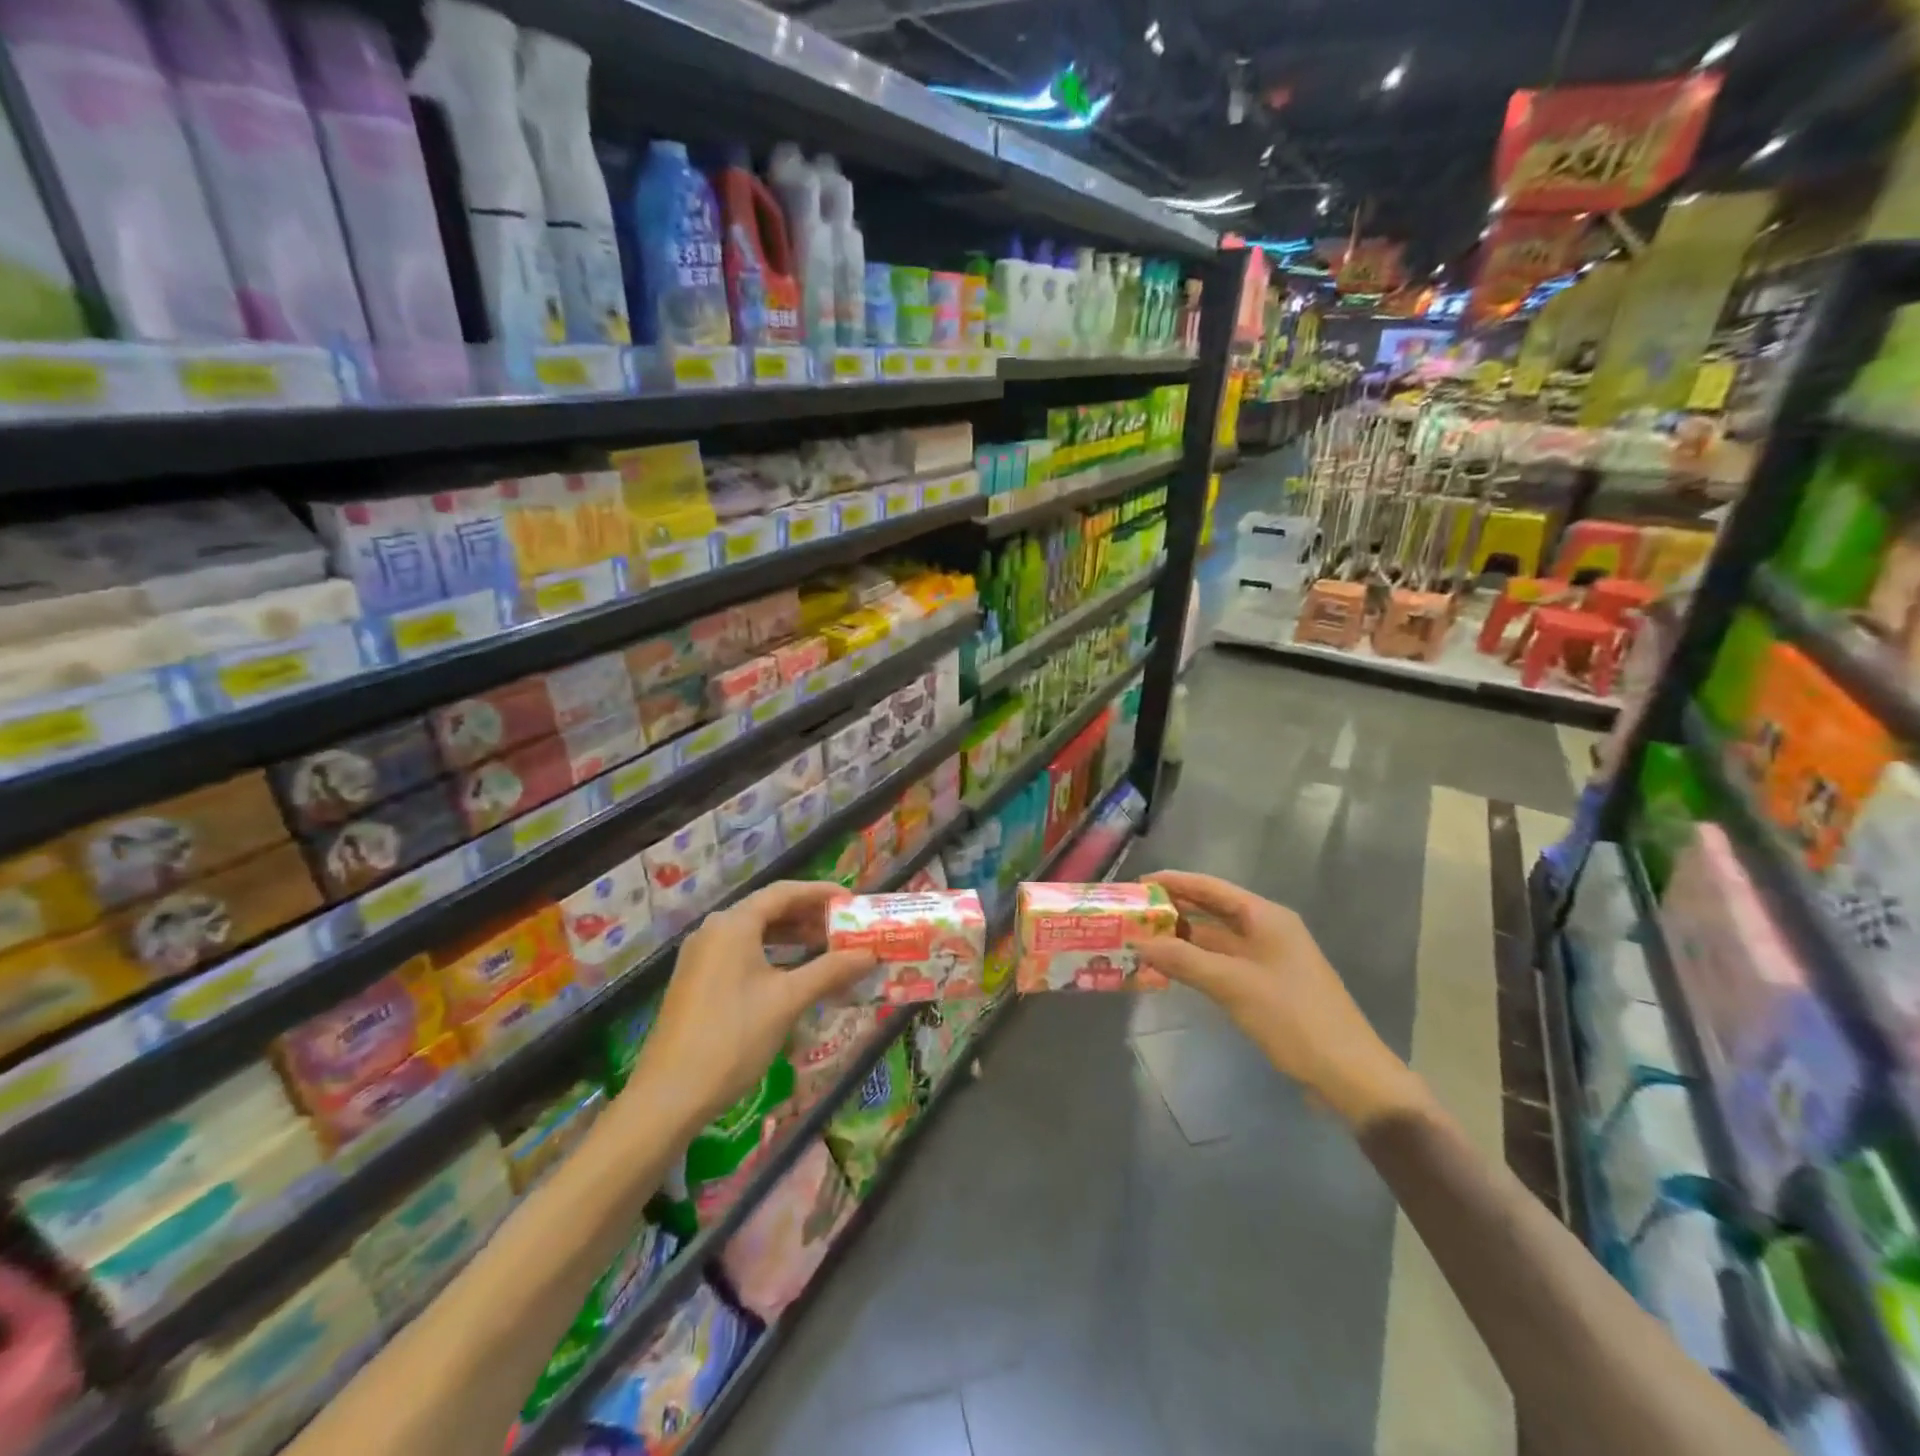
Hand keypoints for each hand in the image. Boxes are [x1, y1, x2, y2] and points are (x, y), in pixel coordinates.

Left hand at [626, 881, 876, 1132]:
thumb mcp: (787, 1001)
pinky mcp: (696, 980)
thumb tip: (869, 954)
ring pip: (754, 933)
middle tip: (843, 927)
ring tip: (824, 948)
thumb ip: (830, 971)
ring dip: (790, 937)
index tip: (851, 901)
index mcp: (733, 924)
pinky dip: (770, 954)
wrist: (669, 1096)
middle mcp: (714, 930)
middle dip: (808, 916)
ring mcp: (701, 956)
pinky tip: (791, 973)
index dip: (820, 892)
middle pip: (768, 910)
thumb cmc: (733, 1037)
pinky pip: (740, 953)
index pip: (784, 892)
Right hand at [1135, 871, 1425, 1129]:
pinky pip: (1223, 965)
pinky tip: (1171, 971)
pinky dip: (1197, 964)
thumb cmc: (1293, 1017)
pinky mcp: (1267, 987)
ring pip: (1216, 941)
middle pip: (1212, 912)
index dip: (1175, 882)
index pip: (1211, 888)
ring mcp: (1268, 960)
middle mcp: (1267, 931)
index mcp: (1266, 917)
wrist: (1349, 1074)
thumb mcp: (1233, 985)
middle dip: (1174, 911)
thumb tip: (1140, 942)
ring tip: (1143, 941)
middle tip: (1134, 914)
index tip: (1139, 885)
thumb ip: (1184, 960)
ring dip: (1182, 941)